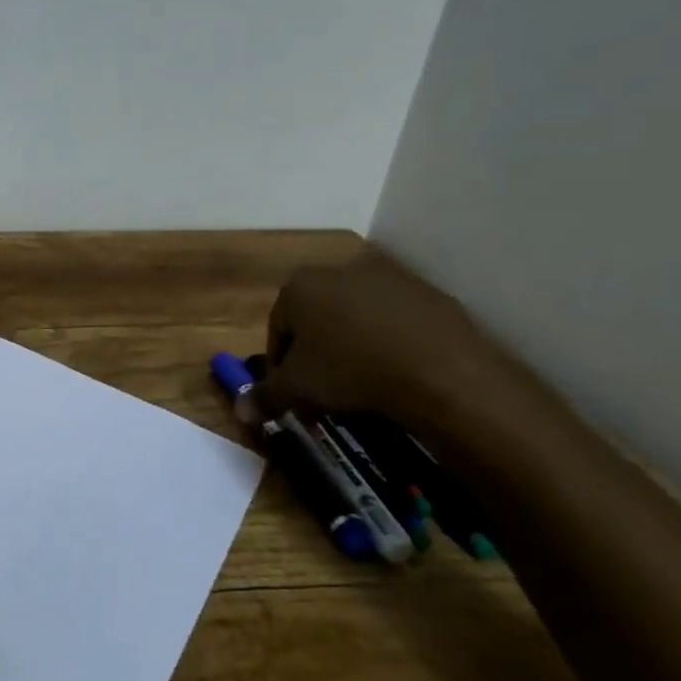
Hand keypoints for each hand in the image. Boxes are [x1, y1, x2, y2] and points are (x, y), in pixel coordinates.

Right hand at [252, 245, 503, 427]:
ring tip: (363, 387)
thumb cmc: (349, 370)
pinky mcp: (429, 294)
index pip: (277, 328)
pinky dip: (391, 345)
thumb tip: (240, 411)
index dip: (281, 365)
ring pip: (357, 319)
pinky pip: (397, 324)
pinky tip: (398, 375)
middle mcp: (340, 270)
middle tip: (325, 392)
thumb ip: (264, 396)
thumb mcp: (297, 389)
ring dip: (353, 348)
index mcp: (300, 285)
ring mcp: (389, 279)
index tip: (292, 393)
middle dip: (317, 354)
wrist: (440, 371)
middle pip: (317, 320)